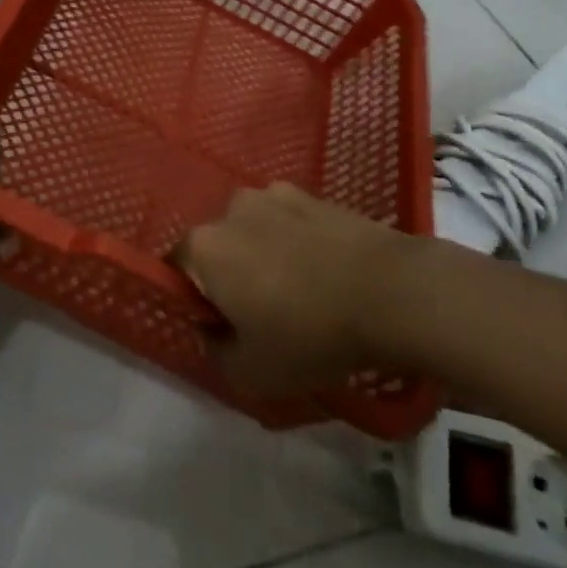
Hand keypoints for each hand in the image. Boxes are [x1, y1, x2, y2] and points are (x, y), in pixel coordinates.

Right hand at [172, 183, 404, 397]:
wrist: (390, 292)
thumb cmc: (310, 334)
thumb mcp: (252, 373)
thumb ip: (216, 353)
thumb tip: (215, 332)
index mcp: (204, 246)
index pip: (175, 269)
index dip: (194, 302)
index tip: (224, 329)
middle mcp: (230, 209)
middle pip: (216, 246)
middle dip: (230, 276)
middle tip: (263, 316)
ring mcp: (273, 195)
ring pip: (253, 231)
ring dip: (263, 255)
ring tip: (300, 292)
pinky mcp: (312, 194)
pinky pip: (288, 222)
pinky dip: (296, 242)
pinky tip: (326, 272)